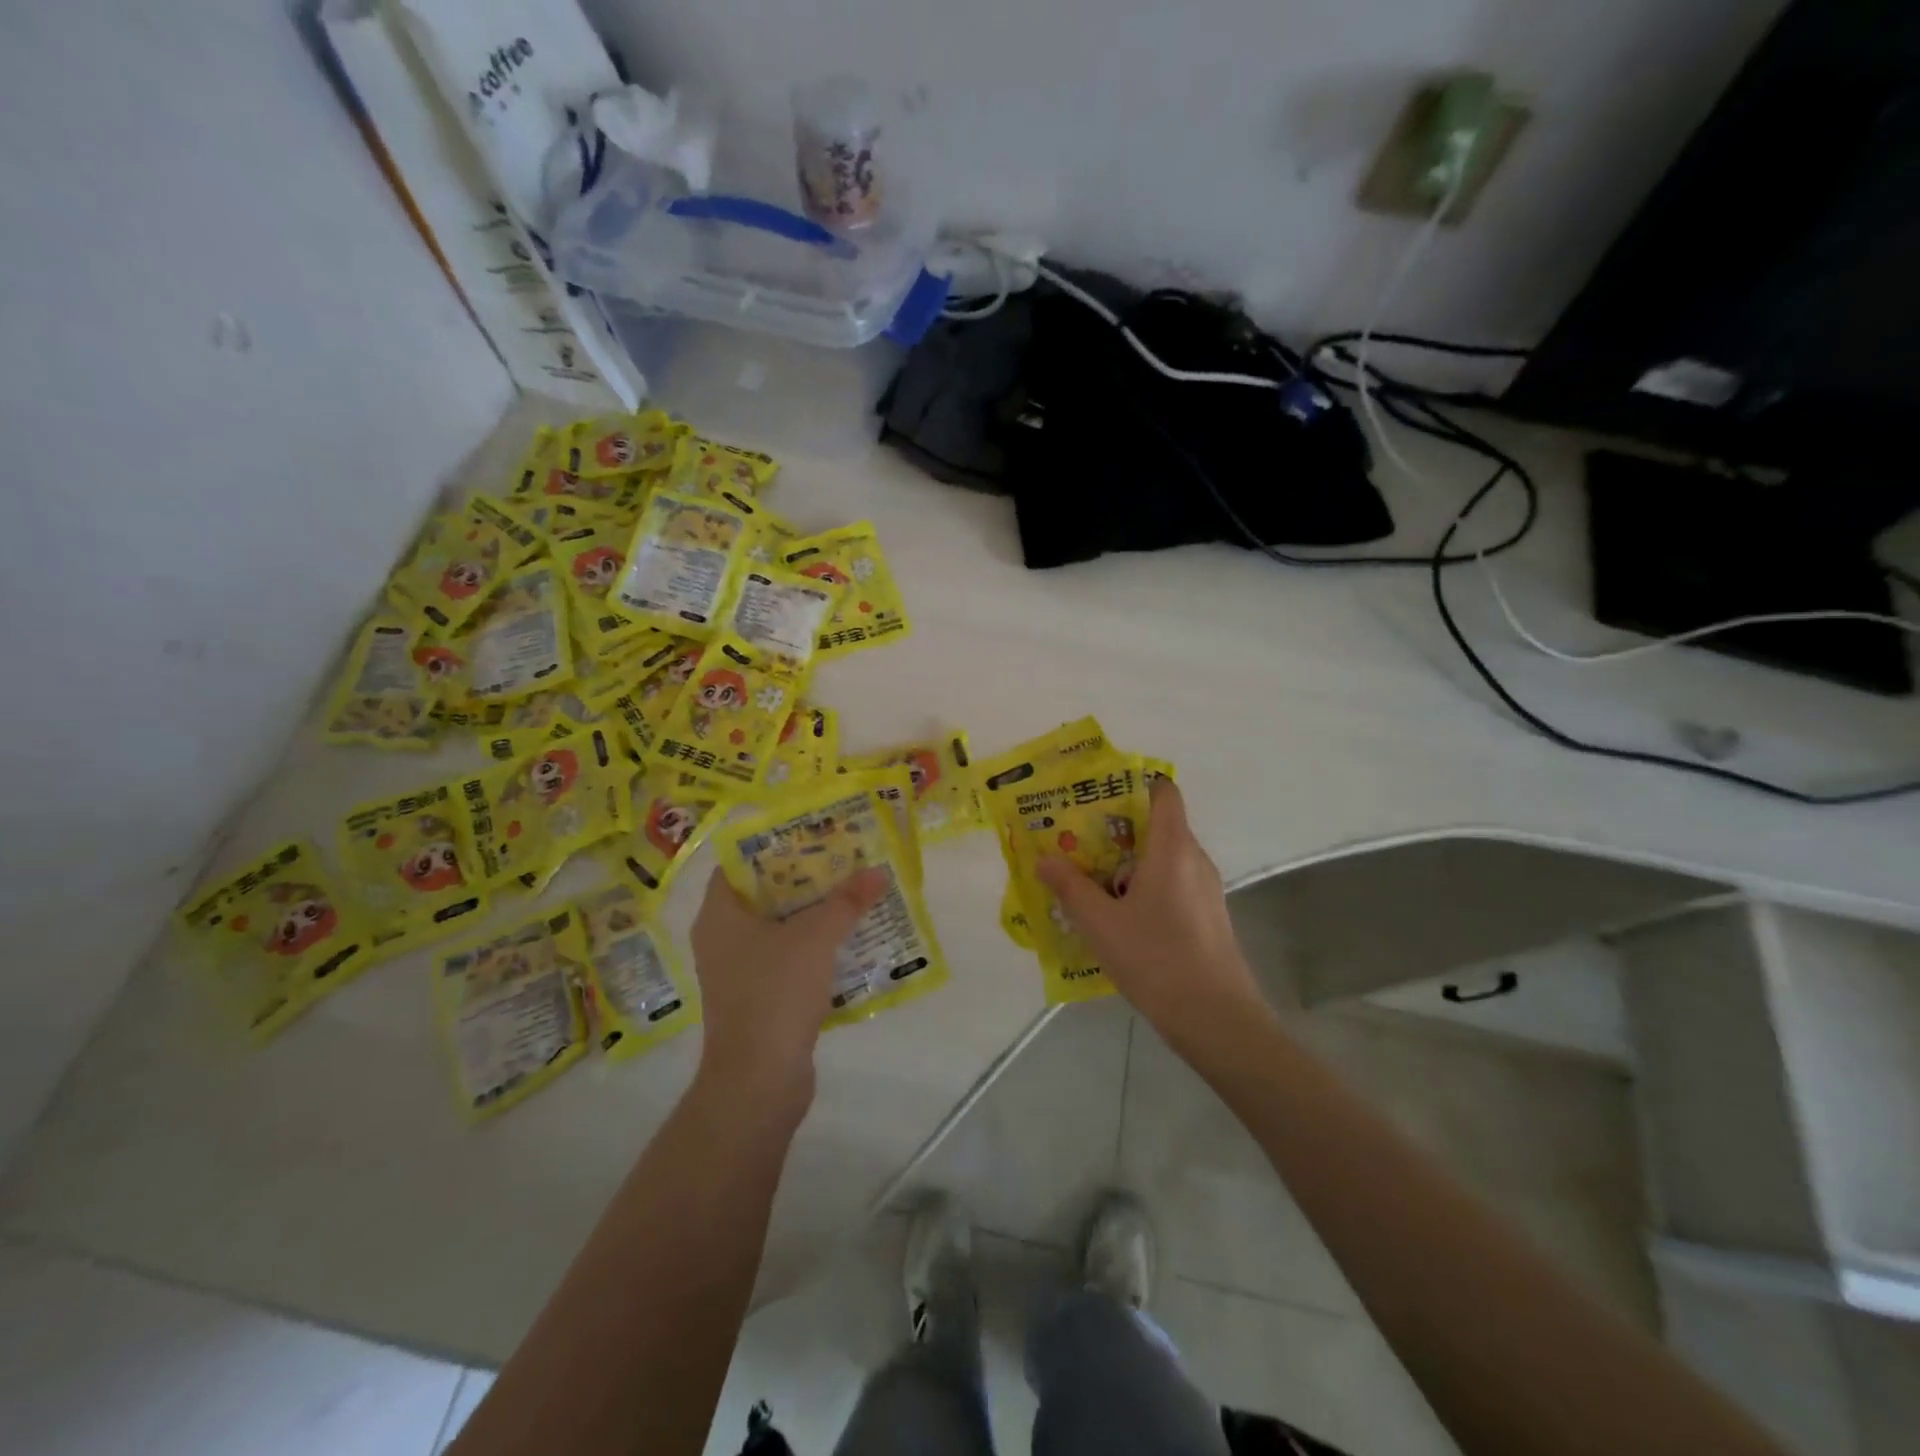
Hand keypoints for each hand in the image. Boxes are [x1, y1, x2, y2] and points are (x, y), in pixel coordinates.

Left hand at [688, 868, 886, 1110]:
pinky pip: (786, 957)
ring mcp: (738, 970)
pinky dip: (813, 946)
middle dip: (804, 877)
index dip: (773, 844)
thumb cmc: (775, 993)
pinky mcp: (757, 997)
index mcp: (720, 914)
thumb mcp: (815, 938)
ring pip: (778, 927)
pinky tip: (848, 940)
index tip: (810, 833)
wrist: (757, 1082)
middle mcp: (722, 937)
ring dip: (813, 912)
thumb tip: (876, 871)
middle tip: (842, 859)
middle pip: (764, 893)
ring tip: (853, 893)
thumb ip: (846, 901)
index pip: (739, 862)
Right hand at [1037, 779, 1264, 1045]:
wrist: (1216, 1018)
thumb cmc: (1155, 958)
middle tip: (1076, 840)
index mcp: (1172, 847)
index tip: (1097, 795)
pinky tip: (1118, 916)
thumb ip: (1070, 886)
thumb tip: (1043, 858)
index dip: (1133, 784)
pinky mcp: (1208, 917)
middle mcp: (1194, 859)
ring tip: (1089, 878)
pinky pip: (1172, 886)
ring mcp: (1205, 890)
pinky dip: (1145, 888)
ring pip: (1163, 860)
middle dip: (1116, 829)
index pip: (1163, 792)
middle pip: (1157, 826)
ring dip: (1128, 863)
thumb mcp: (1100, 923)